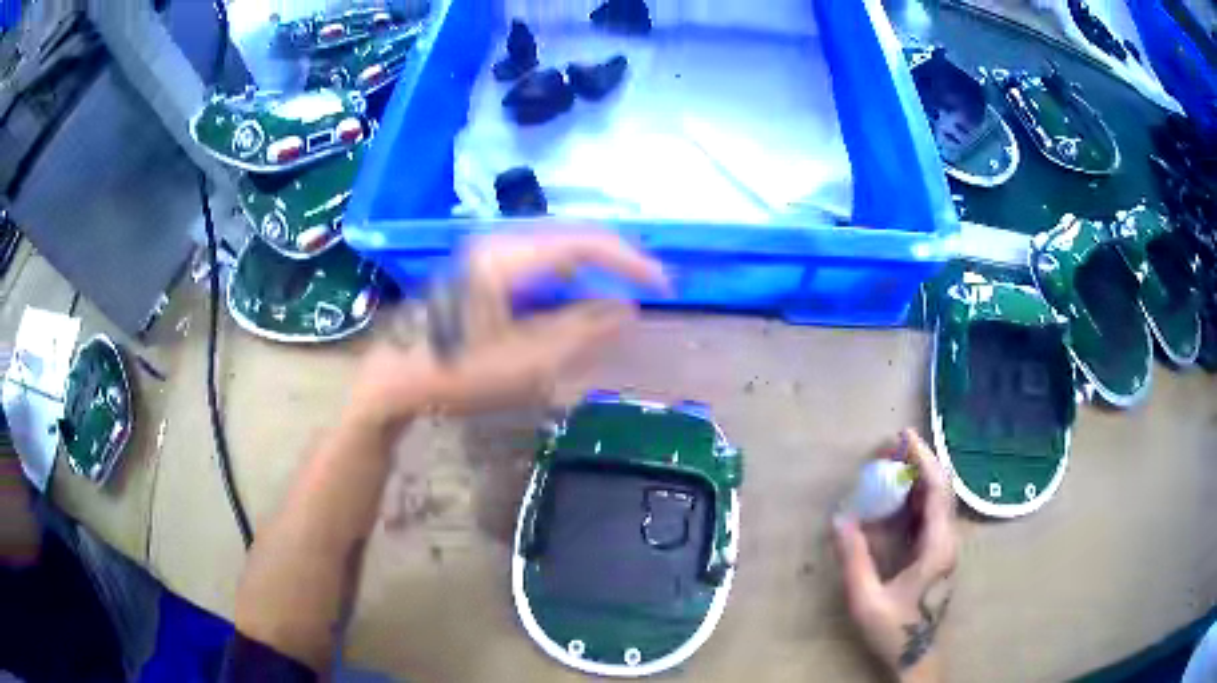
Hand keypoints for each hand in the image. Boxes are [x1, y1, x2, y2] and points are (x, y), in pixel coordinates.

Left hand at [351, 230, 667, 423]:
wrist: (398, 376)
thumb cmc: (458, 373)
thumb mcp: (527, 362)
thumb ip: (581, 331)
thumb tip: (627, 309)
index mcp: (508, 258)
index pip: (586, 243)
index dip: (631, 261)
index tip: (664, 286)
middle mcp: (500, 241)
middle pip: (575, 236)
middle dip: (617, 259)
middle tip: (652, 284)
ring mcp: (490, 251)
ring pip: (559, 245)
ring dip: (595, 265)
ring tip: (626, 286)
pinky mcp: (486, 265)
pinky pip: (541, 258)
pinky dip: (571, 273)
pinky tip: (581, 292)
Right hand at [832, 429, 957, 682]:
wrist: (917, 657)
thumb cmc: (894, 630)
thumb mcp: (867, 600)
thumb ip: (854, 560)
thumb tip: (840, 520)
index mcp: (937, 547)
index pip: (937, 491)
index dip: (923, 459)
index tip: (904, 436)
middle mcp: (948, 540)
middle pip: (941, 489)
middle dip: (919, 462)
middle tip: (891, 447)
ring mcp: (946, 548)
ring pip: (938, 501)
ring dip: (918, 478)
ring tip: (891, 465)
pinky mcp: (940, 555)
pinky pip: (931, 516)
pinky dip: (916, 498)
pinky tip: (897, 499)